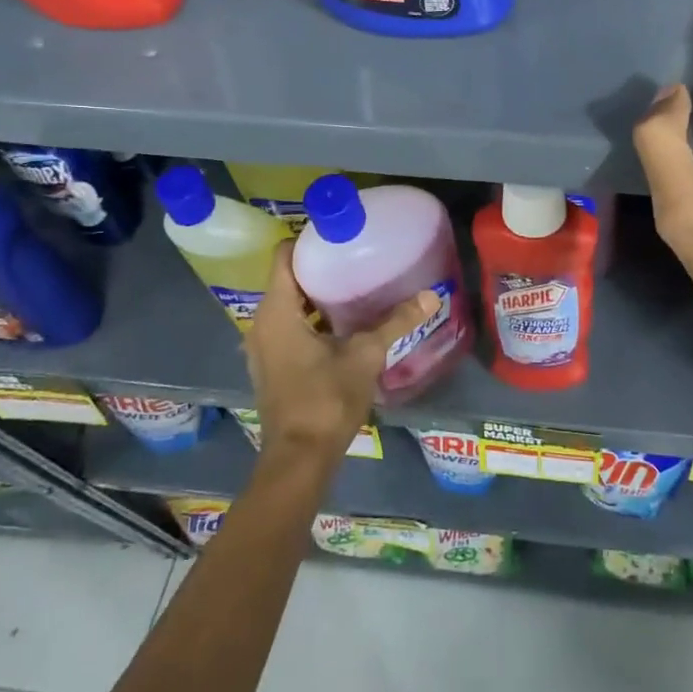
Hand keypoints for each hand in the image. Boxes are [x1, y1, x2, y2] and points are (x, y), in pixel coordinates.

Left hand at [246, 241, 438, 461]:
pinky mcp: (271, 366)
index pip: (283, 256)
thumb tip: (431, 295)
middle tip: (355, 254)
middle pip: (286, 278)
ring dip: (315, 293)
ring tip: (354, 282)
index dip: (308, 240)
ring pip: (288, 304)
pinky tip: (343, 321)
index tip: (340, 233)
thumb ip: (395, 322)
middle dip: (319, 265)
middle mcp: (261, 324)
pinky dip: (310, 317)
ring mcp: (263, 347)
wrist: (299, 458)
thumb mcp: (365, 356)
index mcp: (277, 312)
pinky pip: (288, 326)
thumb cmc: (326, 399)